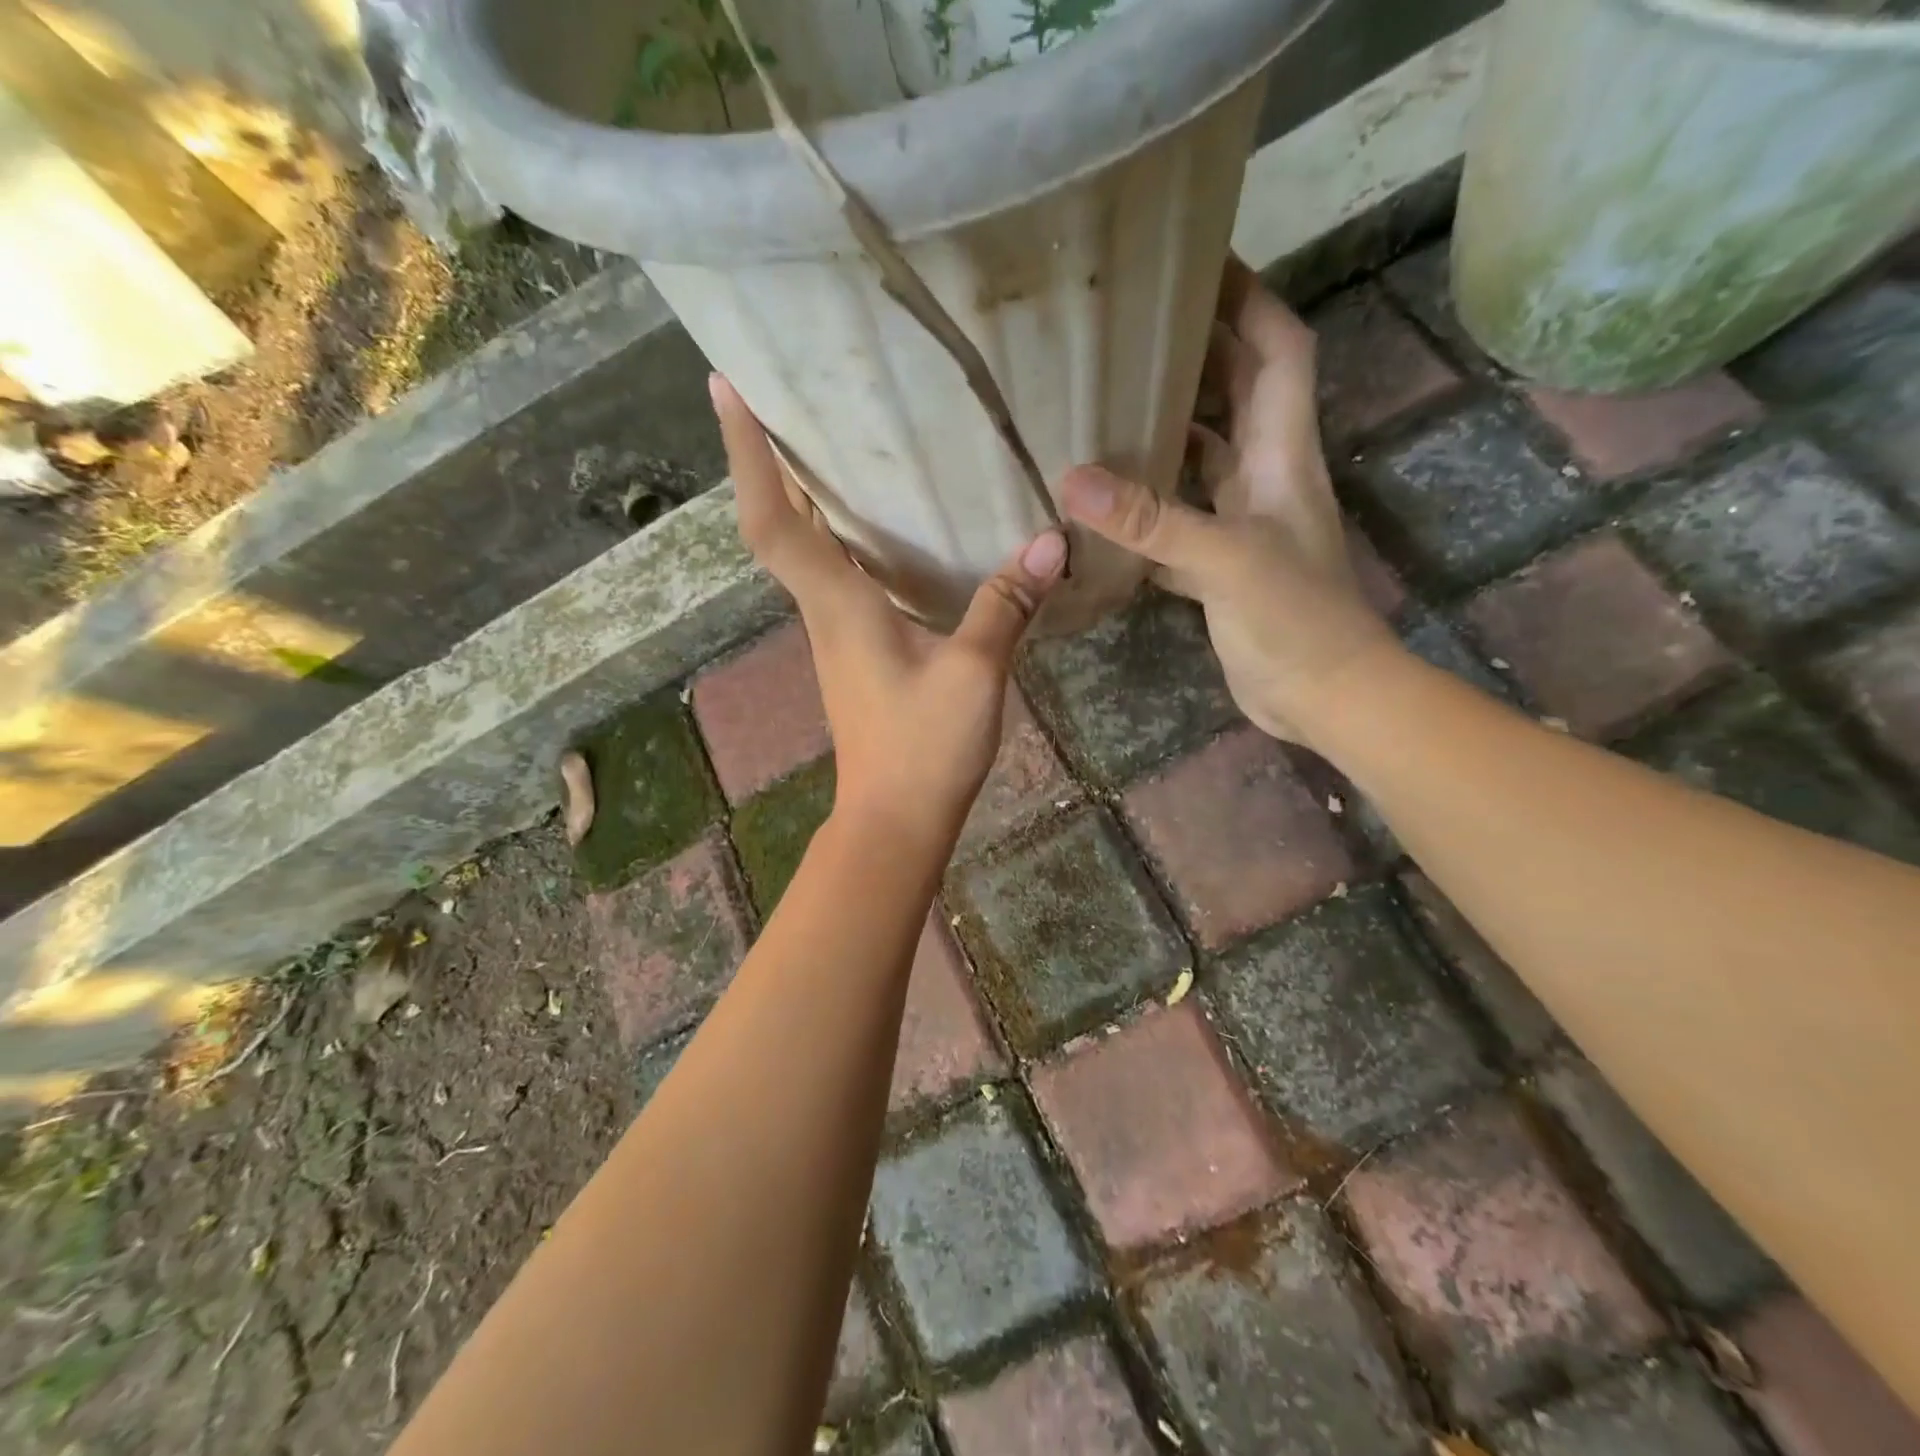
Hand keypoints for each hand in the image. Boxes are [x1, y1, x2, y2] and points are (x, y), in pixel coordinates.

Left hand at [712, 375, 1066, 846]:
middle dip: (766, 459)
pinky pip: (834, 576)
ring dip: (799, 496)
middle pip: (778, 525)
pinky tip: (875, 524)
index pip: (773, 520)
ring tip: (824, 439)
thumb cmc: (923, 748)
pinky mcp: (855, 652)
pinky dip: (837, 536)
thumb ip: (1005, 605)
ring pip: (804, 550)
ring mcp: (836, 634)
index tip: (726, 388)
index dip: (747, 454)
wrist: (895, 819)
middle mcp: (824, 610)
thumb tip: (1049, 542)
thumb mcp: (974, 673)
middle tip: (780, 395)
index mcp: (837, 604)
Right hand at [1061, 260, 1399, 745]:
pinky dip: (1144, 508)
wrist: (1322, 695)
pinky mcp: (1218, 564)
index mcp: (1282, 453)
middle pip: (1234, 395)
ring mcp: (1240, 522)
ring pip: (1199, 458)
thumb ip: (1151, 520)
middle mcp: (1264, 476)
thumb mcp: (1225, 559)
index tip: (1199, 263)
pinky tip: (1102, 503)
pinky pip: (1176, 518)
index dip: (1248, 299)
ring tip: (1102, 405)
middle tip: (1129, 331)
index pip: (1277, 351)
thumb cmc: (1295, 618)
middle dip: (1195, 354)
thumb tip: (1071, 481)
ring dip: (1161, 432)